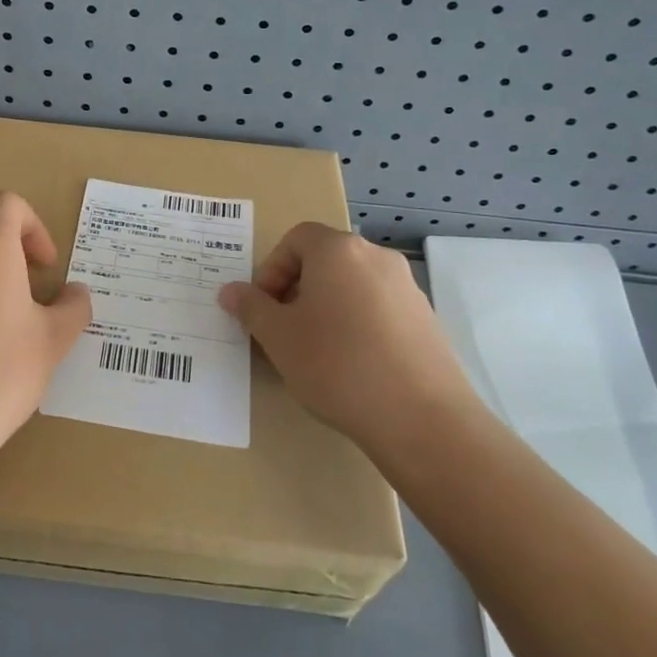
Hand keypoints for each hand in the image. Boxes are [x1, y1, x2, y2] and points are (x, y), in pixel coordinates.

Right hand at [219, 222, 472, 454]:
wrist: (422, 418)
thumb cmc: (337, 365)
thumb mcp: (278, 337)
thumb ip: (250, 307)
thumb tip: (230, 291)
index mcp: (338, 250)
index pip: (296, 238)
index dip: (272, 269)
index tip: (265, 308)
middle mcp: (376, 257)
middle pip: (325, 260)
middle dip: (297, 289)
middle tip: (284, 330)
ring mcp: (407, 287)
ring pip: (352, 285)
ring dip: (327, 307)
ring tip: (316, 352)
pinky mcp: (426, 319)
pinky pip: (379, 308)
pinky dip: (358, 324)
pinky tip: (353, 366)